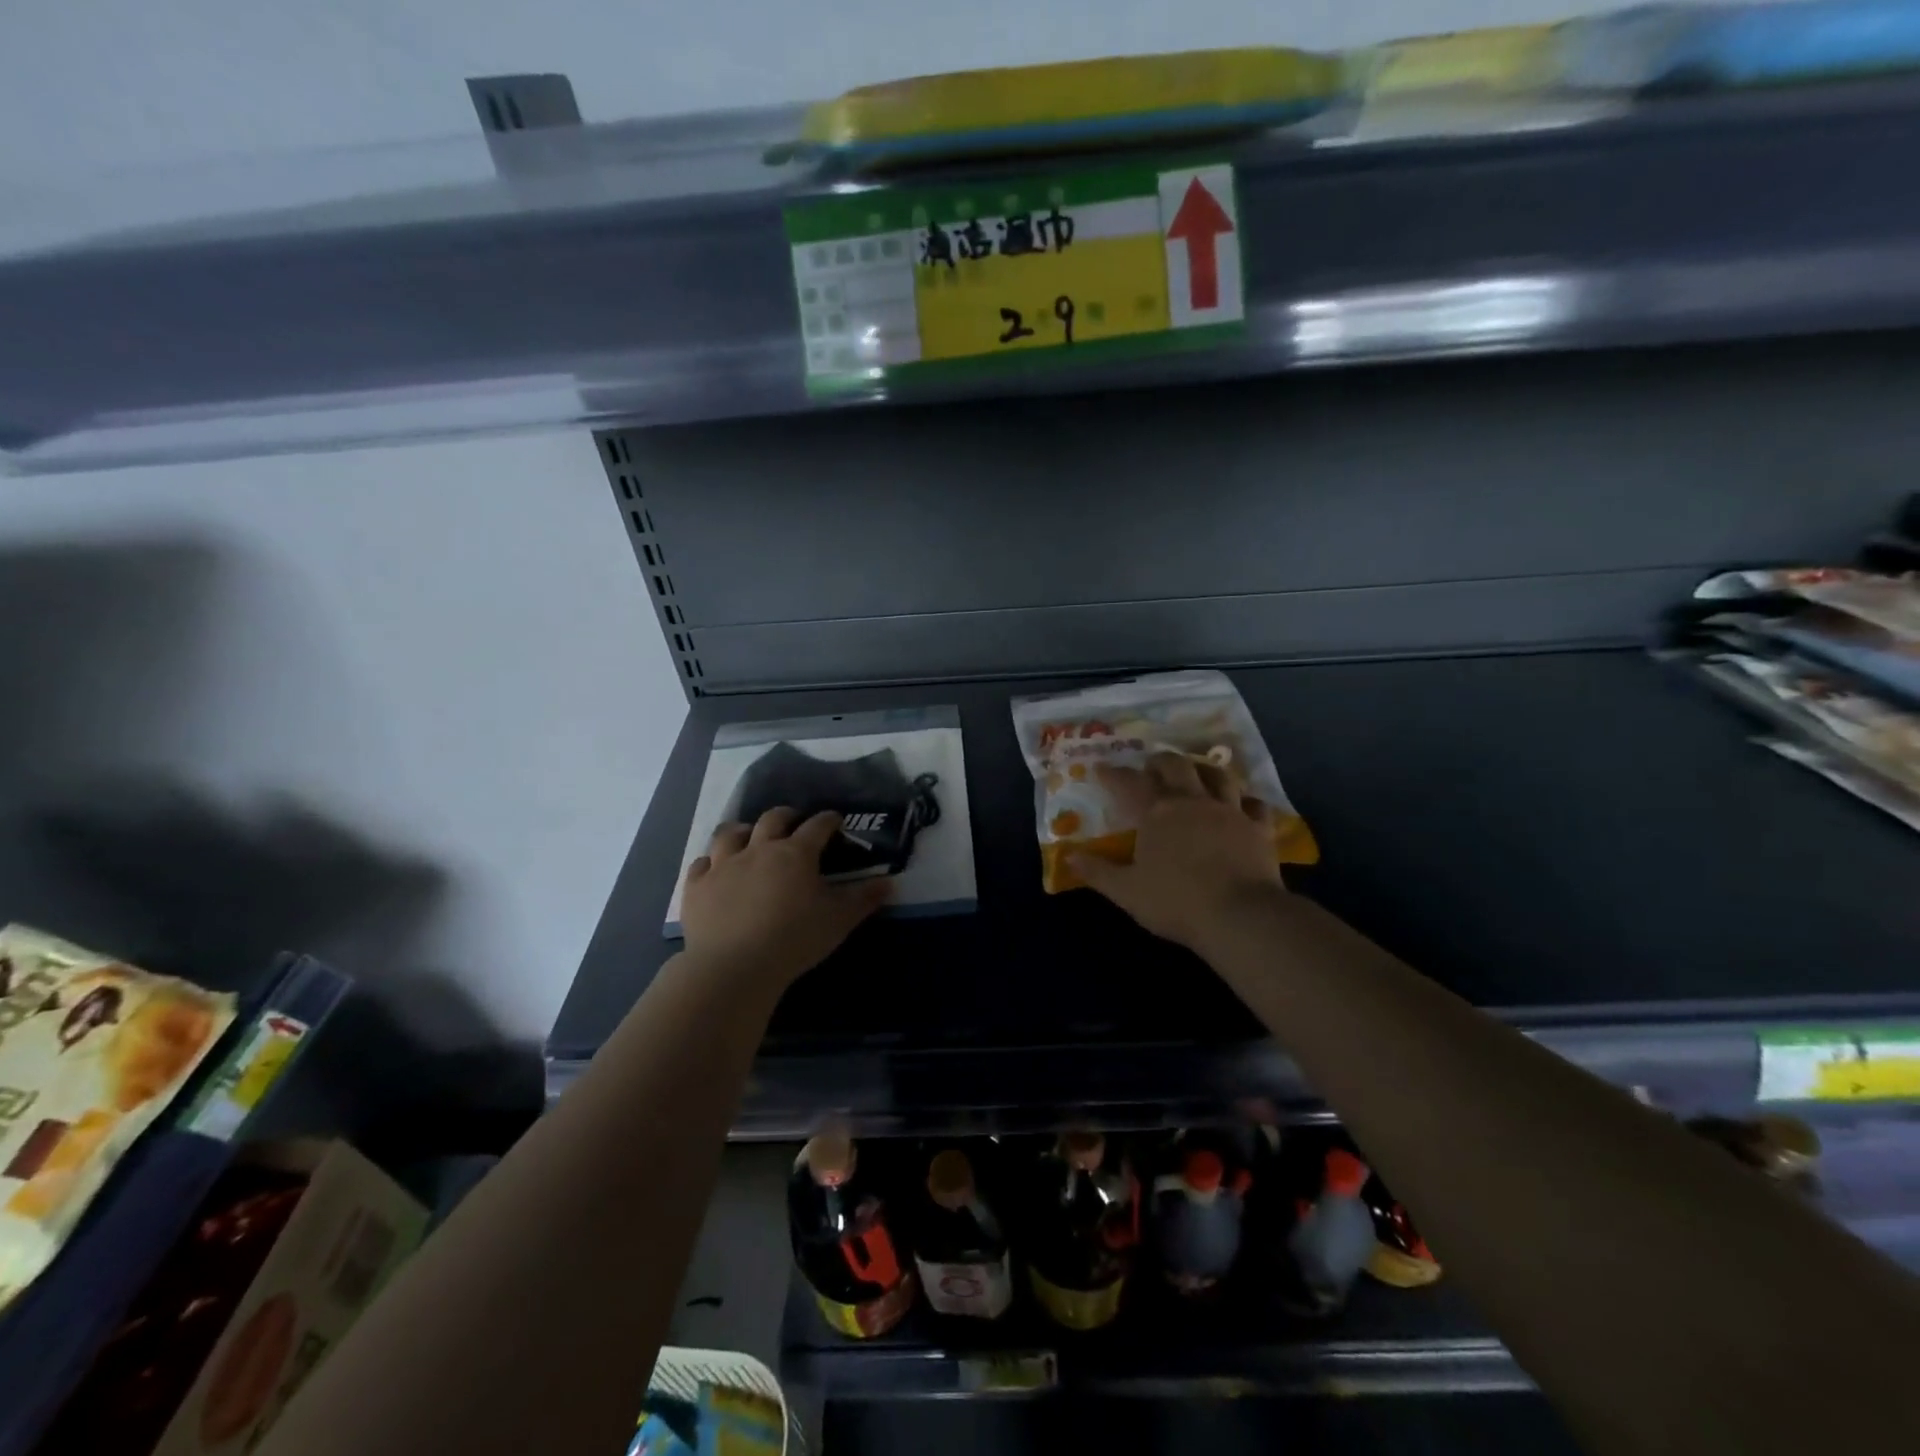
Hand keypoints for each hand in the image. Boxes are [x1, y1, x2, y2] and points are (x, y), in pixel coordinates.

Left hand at [681, 809, 890, 990]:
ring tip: (750, 836)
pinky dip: (710, 863)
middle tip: (794, 822)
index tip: (836, 821)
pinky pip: (700, 865)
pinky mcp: (696, 888)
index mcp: (796, 853)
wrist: (734, 966)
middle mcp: (758, 849)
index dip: (829, 820)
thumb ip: (865, 899)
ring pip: (730, 834)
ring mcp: (723, 866)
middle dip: (787, 816)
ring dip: (743, 831)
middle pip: (772, 819)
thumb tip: (890, 882)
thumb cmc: (794, 939)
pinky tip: (714, 870)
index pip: (817, 825)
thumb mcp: (839, 920)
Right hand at [1070, 752, 1283, 953]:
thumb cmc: (1176, 902)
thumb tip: (1069, 856)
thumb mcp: (1126, 891)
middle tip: (1151, 765)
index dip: (1113, 774)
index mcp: (1157, 813)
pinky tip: (1242, 803)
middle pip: (1176, 766)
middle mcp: (1193, 801)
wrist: (1241, 916)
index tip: (1102, 768)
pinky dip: (1245, 800)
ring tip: (1195, 772)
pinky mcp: (1258, 828)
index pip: (1129, 783)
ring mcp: (1229, 811)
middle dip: (1160, 761)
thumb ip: (1097, 872)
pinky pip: (1255, 804)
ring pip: (1218, 776)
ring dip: (1203, 770)